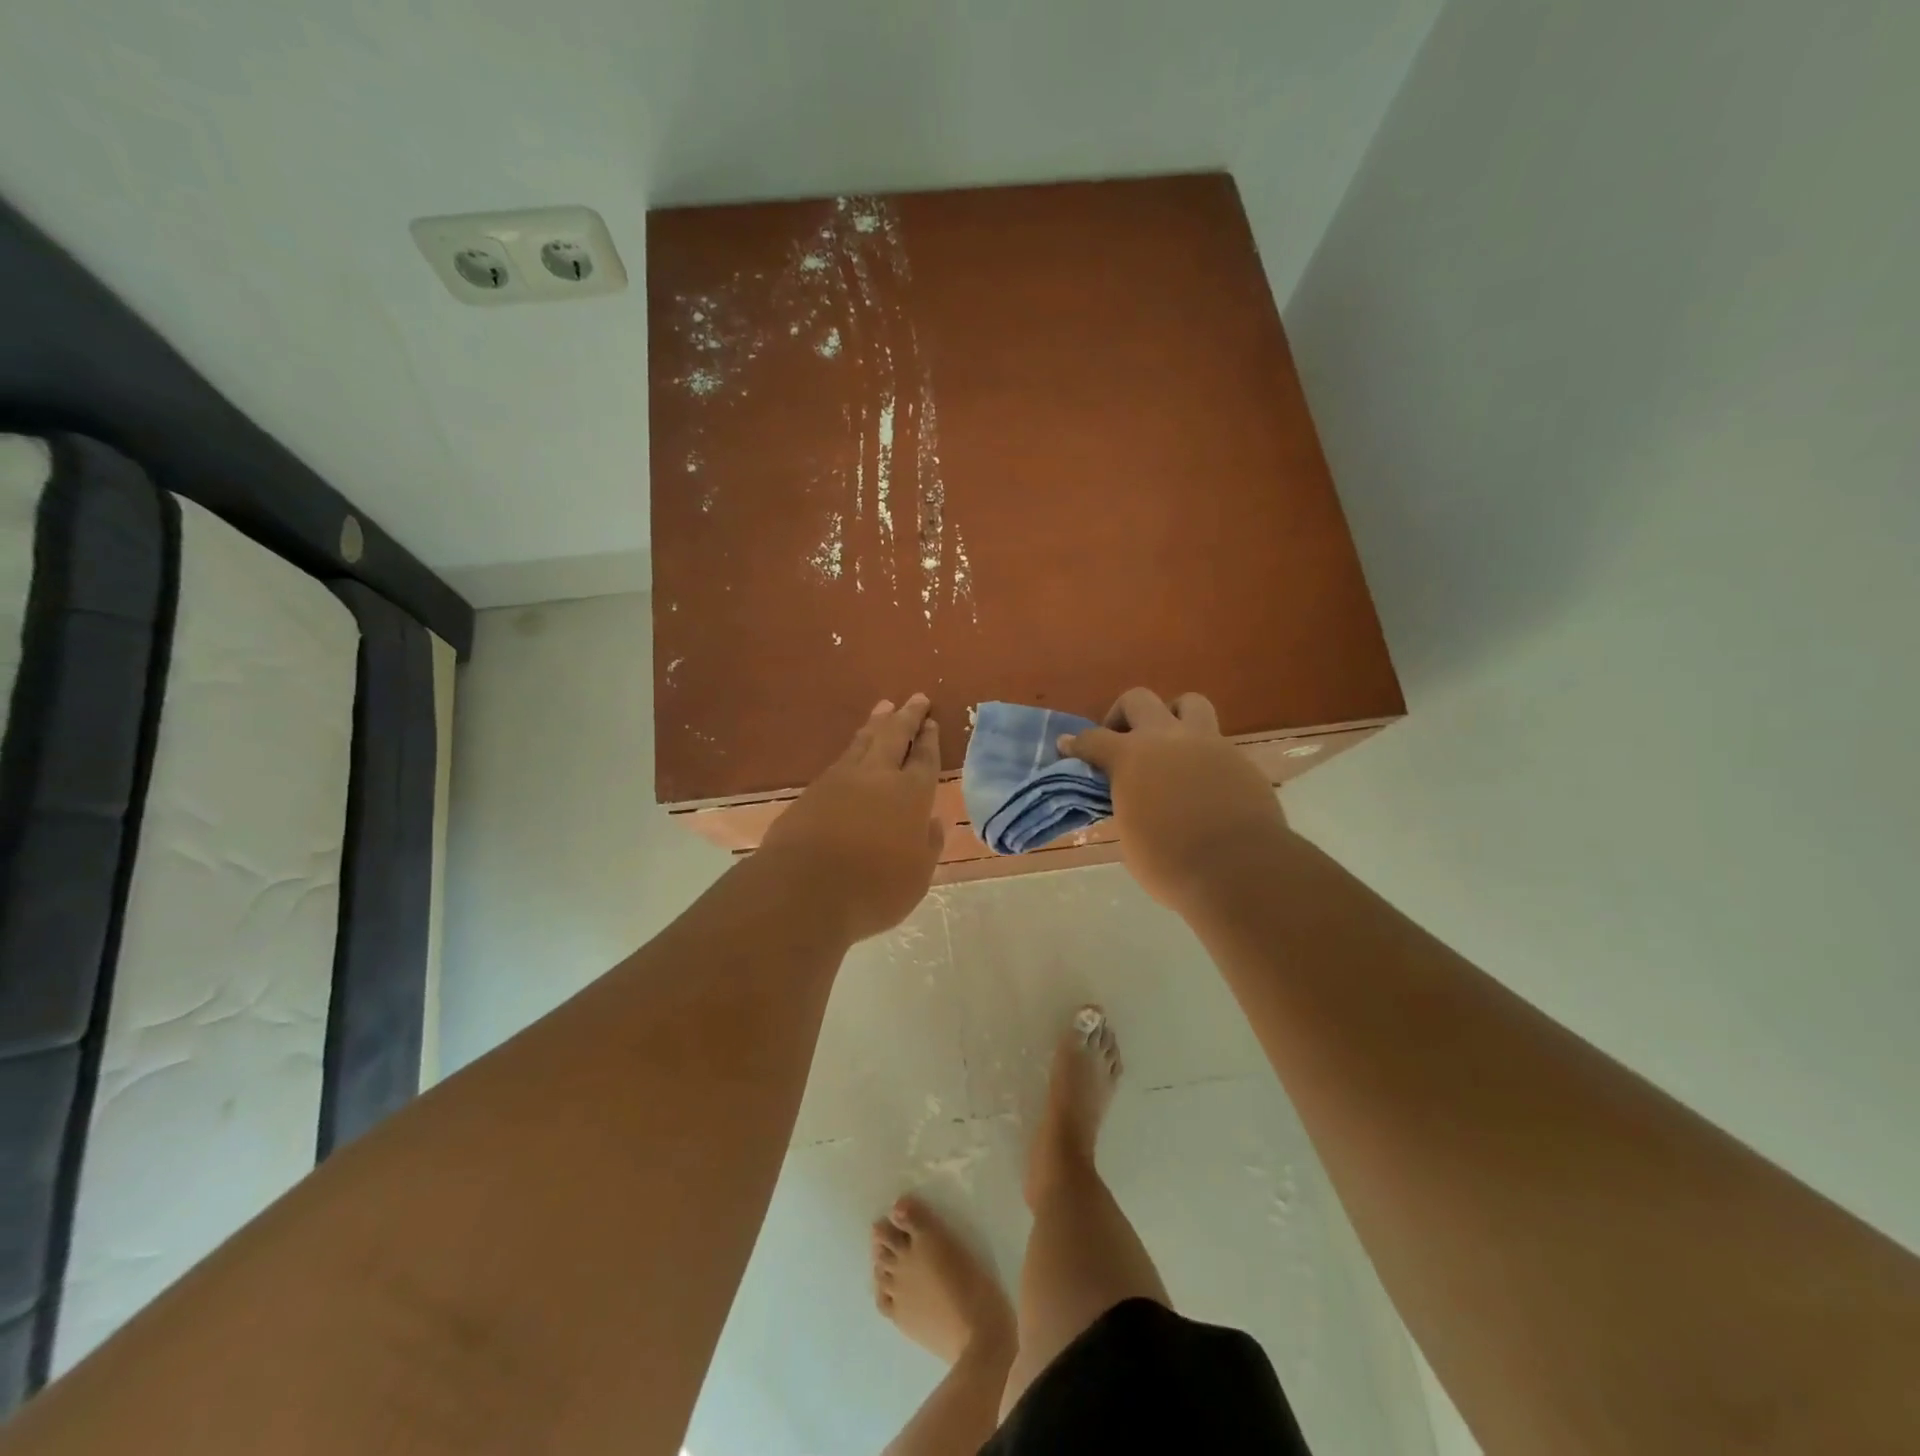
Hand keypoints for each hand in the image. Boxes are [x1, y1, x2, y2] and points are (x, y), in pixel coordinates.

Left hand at [761, 694, 945, 941]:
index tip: (931, 722)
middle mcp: (877, 777)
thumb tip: (932, 822)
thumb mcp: (917, 876)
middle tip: (916, 698)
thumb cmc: (873, 889)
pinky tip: (853, 750)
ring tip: (884, 708)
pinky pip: (840, 759)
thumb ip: (927, 845)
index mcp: (910, 795)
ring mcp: (841, 780)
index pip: (924, 759)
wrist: (803, 890)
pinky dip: (853, 747)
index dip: (929, 740)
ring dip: (877, 723)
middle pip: (894, 736)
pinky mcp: (812, 791)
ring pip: (863, 741)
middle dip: (907, 717)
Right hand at [1059, 688, 1287, 912]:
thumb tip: (1128, 794)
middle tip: (1122, 742)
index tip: (1068, 746)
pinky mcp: (1238, 759)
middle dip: (1122, 716)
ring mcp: (1207, 743)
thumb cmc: (1169, 862)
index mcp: (1131, 757)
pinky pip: (1215, 741)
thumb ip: (1125, 801)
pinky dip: (1201, 754)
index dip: (1077, 744)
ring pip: (1189, 703)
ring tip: (1168, 746)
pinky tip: (1200, 782)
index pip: (1094, 739)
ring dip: (1172, 716)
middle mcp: (1167, 738)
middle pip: (1138, 700)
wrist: (1238, 869)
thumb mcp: (1129, 832)